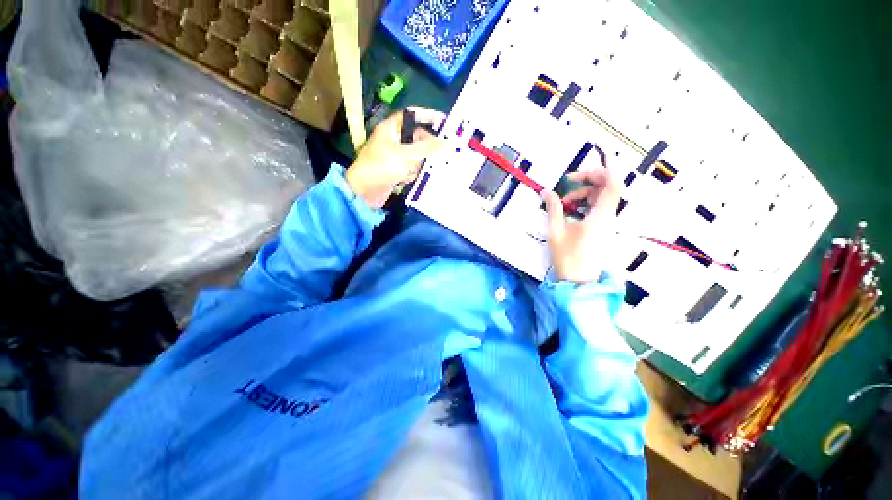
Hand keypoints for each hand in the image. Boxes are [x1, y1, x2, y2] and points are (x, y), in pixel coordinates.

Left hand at [346, 108, 444, 208]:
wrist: (363, 192)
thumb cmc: (381, 167)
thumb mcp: (406, 156)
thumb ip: (428, 149)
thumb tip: (450, 143)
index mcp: (391, 129)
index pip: (411, 116)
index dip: (427, 115)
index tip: (443, 121)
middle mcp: (393, 141)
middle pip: (417, 139)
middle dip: (424, 149)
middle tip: (438, 156)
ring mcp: (394, 157)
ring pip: (416, 157)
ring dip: (416, 165)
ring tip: (409, 172)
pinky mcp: (396, 171)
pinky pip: (411, 169)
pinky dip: (410, 174)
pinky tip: (403, 180)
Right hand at [542, 166, 621, 283]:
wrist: (577, 281)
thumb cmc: (567, 256)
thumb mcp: (556, 230)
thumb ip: (553, 207)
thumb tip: (546, 192)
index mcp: (600, 216)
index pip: (613, 186)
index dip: (606, 170)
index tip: (595, 160)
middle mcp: (608, 218)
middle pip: (608, 189)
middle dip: (590, 180)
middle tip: (570, 180)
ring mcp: (606, 224)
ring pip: (602, 199)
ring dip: (585, 193)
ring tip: (565, 201)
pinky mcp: (602, 230)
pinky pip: (598, 209)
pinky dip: (586, 204)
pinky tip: (571, 210)